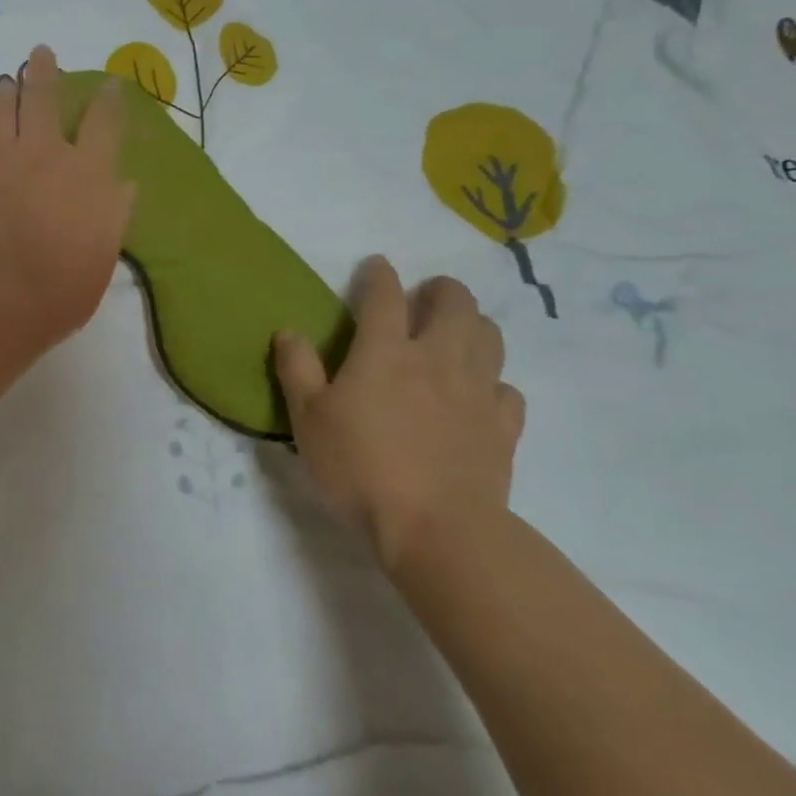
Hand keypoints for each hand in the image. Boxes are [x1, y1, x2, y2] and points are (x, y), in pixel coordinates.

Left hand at [0, 45, 135, 352]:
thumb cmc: (56, 291)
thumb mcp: (101, 260)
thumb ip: (113, 216)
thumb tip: (122, 184)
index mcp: (88, 174)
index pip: (105, 123)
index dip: (109, 101)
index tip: (110, 86)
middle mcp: (45, 152)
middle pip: (45, 96)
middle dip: (46, 71)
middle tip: (42, 53)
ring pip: (3, 105)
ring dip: (9, 90)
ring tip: (9, 83)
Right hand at [273, 257, 524, 578]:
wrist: (437, 529)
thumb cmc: (360, 468)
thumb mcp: (308, 419)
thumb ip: (297, 369)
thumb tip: (289, 330)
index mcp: (385, 351)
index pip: (384, 294)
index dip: (379, 274)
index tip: (375, 266)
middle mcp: (437, 358)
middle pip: (454, 302)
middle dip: (440, 289)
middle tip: (425, 297)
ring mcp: (477, 390)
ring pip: (489, 336)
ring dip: (472, 324)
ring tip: (455, 334)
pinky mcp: (503, 426)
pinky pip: (507, 389)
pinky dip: (492, 381)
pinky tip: (478, 394)